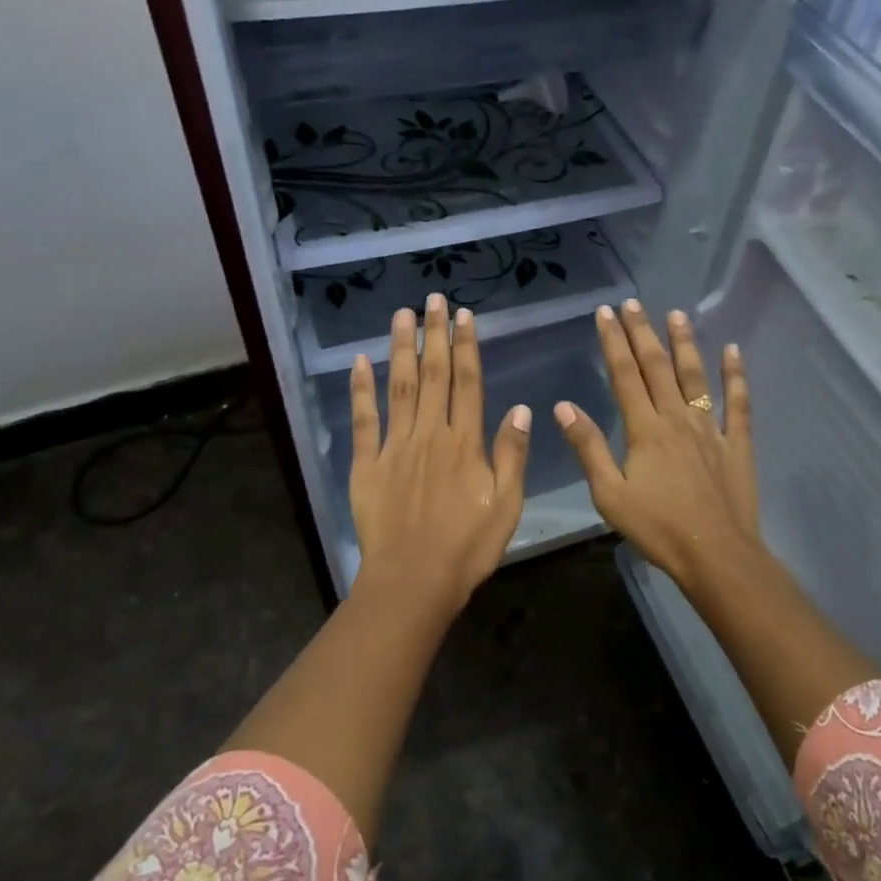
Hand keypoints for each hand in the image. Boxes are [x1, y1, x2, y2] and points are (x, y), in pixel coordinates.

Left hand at [348, 294, 529, 615]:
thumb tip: (521, 409)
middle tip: (433, 298)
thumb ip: (511, 455)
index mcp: (464, 443)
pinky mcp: (366, 465)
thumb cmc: (467, 547)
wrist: (413, 581)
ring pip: (398, 388)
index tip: (464, 316)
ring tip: (402, 315)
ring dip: (401, 349)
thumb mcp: (507, 506)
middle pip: (433, 375)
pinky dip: (360, 390)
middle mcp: (429, 434)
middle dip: (435, 334)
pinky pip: (363, 421)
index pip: (467, 383)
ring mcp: (394, 447)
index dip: (466, 346)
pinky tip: (359, 362)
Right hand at [554, 299, 761, 592]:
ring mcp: (710, 429)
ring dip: (685, 343)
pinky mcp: (737, 444)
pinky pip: (737, 403)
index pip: (624, 375)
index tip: (605, 313)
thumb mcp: (609, 494)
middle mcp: (677, 418)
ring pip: (696, 376)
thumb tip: (564, 406)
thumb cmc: (657, 528)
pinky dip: (736, 375)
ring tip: (676, 314)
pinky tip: (733, 351)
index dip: (613, 342)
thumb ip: (588, 447)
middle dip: (642, 332)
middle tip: (633, 303)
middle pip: (657, 367)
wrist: (715, 554)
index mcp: (644, 429)